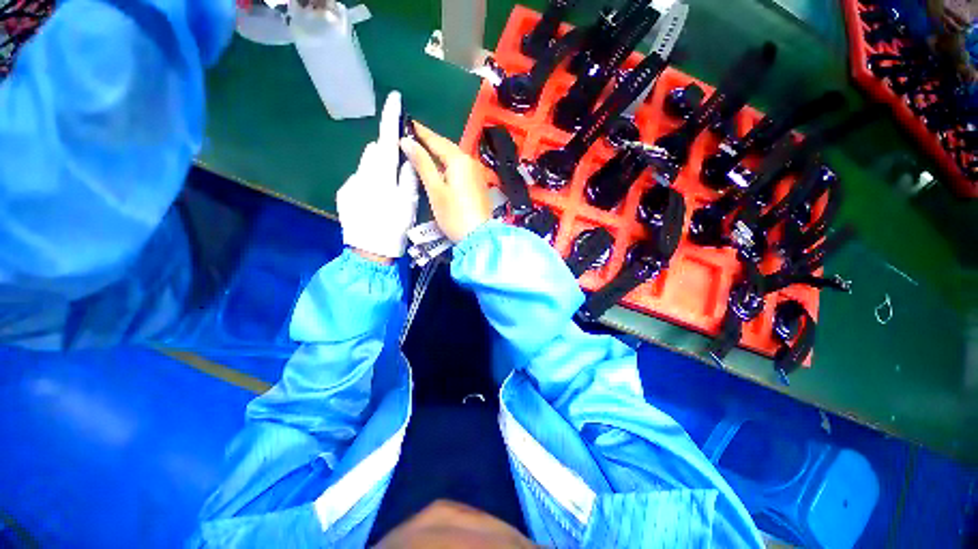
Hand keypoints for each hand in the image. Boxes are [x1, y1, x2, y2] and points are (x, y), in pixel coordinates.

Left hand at [337, 92, 418, 260]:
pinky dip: (369, 184)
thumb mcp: (409, 203)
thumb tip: (403, 157)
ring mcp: (350, 184)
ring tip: (387, 194)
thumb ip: (407, 177)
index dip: (390, 118)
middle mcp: (362, 173)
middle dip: (386, 155)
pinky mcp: (344, 195)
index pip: (386, 139)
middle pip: (374, 153)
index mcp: (381, 175)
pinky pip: (359, 180)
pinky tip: (375, 203)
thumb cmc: (394, 228)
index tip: (394, 98)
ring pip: (366, 167)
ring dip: (377, 171)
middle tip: (399, 175)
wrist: (369, 252)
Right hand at [399, 123, 492, 242]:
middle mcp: (470, 162)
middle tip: (412, 137)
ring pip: (454, 159)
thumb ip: (422, 164)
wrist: (479, 237)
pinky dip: (448, 166)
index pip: (437, 140)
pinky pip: (460, 169)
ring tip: (422, 152)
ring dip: (438, 154)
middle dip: (430, 142)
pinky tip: (440, 170)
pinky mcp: (478, 185)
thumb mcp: (435, 190)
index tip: (407, 122)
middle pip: (447, 148)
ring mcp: (476, 174)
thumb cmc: (454, 214)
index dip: (421, 132)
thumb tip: (407, 141)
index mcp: (459, 160)